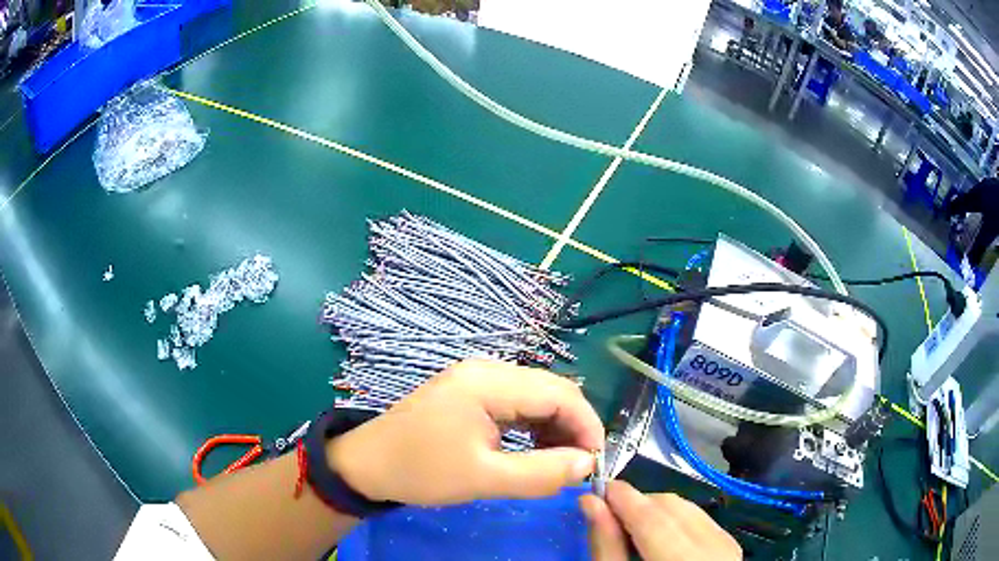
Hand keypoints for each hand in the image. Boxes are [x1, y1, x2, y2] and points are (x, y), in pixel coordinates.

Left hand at [327, 359, 603, 505]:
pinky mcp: (469, 392)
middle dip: (573, 427)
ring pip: (535, 396)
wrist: (366, 464)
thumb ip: (541, 473)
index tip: (596, 463)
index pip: (560, 393)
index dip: (587, 426)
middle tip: (580, 467)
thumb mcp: (483, 479)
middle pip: (550, 391)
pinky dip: (533, 426)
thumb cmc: (421, 471)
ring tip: (560, 462)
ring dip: (555, 427)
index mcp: (488, 382)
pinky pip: (515, 403)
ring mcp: (476, 378)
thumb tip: (586, 465)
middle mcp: (487, 369)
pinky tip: (535, 448)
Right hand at [580, 481, 741, 560]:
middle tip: (611, 513)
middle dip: (640, 505)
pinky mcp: (732, 547)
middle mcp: (715, 552)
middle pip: (673, 509)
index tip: (600, 487)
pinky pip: (703, 520)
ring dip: (658, 512)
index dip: (625, 498)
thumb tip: (591, 502)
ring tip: (633, 526)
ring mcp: (729, 548)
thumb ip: (606, 545)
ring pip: (690, 510)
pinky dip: (677, 521)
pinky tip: (661, 535)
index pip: (654, 520)